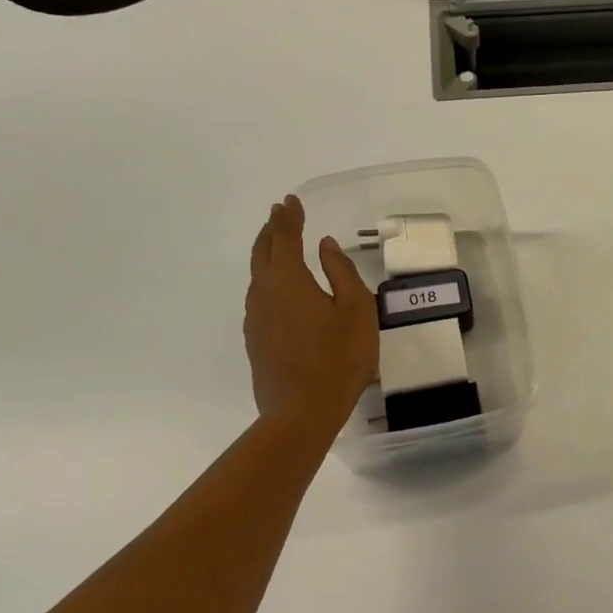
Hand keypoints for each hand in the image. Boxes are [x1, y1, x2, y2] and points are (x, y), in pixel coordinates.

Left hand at [244, 196, 377, 424]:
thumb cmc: (338, 357)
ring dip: (266, 254)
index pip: (285, 238)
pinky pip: (259, 298)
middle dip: (271, 229)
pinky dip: (267, 280)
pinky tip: (278, 289)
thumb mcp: (356, 309)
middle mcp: (264, 293)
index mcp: (288, 280)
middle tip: (279, 213)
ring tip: (277, 244)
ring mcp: (255, 319)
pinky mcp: (255, 341)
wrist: (301, 412)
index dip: (289, 217)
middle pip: (262, 252)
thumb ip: (341, 272)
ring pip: (257, 275)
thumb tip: (325, 246)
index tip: (291, 201)